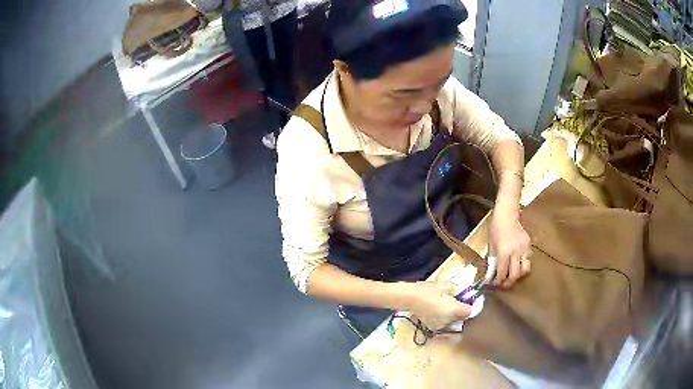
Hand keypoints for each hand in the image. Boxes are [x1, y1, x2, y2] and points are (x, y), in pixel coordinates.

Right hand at [404, 281, 471, 330]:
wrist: (410, 298)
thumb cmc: (429, 289)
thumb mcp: (447, 285)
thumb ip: (459, 290)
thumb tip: (465, 293)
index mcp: (455, 310)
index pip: (470, 311)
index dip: (469, 305)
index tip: (466, 300)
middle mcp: (450, 321)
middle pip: (461, 317)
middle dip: (460, 311)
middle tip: (455, 301)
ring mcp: (441, 325)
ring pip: (452, 321)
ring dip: (451, 316)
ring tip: (443, 306)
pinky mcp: (432, 327)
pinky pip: (442, 323)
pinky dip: (442, 319)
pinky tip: (435, 311)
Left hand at [489, 209, 531, 288]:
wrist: (507, 215)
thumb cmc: (496, 229)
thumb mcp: (491, 246)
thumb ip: (492, 260)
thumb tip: (490, 274)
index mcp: (504, 252)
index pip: (502, 272)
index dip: (498, 281)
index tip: (494, 285)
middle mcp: (515, 252)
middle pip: (515, 274)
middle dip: (509, 283)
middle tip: (503, 285)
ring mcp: (524, 249)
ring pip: (525, 270)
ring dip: (518, 276)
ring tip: (511, 278)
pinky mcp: (529, 245)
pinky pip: (528, 260)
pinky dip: (523, 266)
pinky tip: (517, 266)